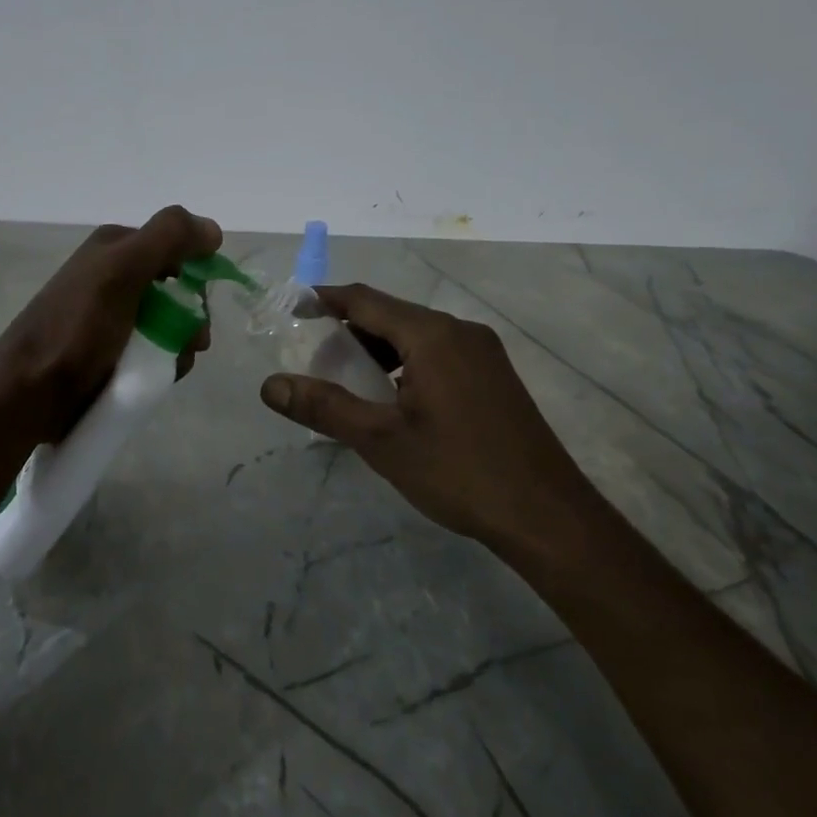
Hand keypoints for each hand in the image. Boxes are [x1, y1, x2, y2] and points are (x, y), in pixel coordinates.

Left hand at [0, 205, 221, 443]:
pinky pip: (153, 351)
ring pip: (169, 324)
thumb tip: (213, 230)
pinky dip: (164, 363)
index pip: (175, 248)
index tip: (198, 302)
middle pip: (176, 289)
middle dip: (190, 316)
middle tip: (192, 342)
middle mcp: (113, 276)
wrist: (29, 391)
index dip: (195, 272)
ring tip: (172, 366)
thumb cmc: (76, 328)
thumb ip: (168, 239)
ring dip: (181, 344)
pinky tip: (159, 378)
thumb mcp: (120, 271)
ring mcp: (112, 317)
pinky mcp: (111, 352)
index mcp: (114, 248)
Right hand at [259, 284, 599, 550]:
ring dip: (378, 350)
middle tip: (316, 363)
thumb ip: (324, 407)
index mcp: (432, 336)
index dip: (325, 300)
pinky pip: (438, 354)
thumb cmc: (458, 471)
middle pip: (391, 315)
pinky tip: (394, 401)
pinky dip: (405, 365)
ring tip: (350, 385)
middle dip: (349, 331)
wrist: (546, 516)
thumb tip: (270, 385)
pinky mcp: (494, 376)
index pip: (366, 300)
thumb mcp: (380, 440)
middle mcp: (460, 331)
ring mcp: (483, 353)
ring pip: (415, 336)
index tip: (291, 309)